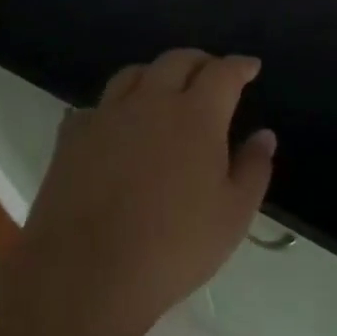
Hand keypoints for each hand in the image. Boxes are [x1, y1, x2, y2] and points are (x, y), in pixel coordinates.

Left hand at [12, 49, 274, 335]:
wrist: (85, 274)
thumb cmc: (173, 247)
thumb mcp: (233, 215)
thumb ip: (253, 169)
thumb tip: (264, 135)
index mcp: (196, 114)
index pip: (223, 73)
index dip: (240, 66)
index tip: (251, 66)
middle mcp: (151, 101)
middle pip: (177, 61)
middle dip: (200, 61)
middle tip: (211, 73)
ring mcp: (107, 115)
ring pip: (133, 74)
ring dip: (155, 74)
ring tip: (163, 89)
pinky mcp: (72, 137)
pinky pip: (96, 106)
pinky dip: (113, 107)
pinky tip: (114, 125)